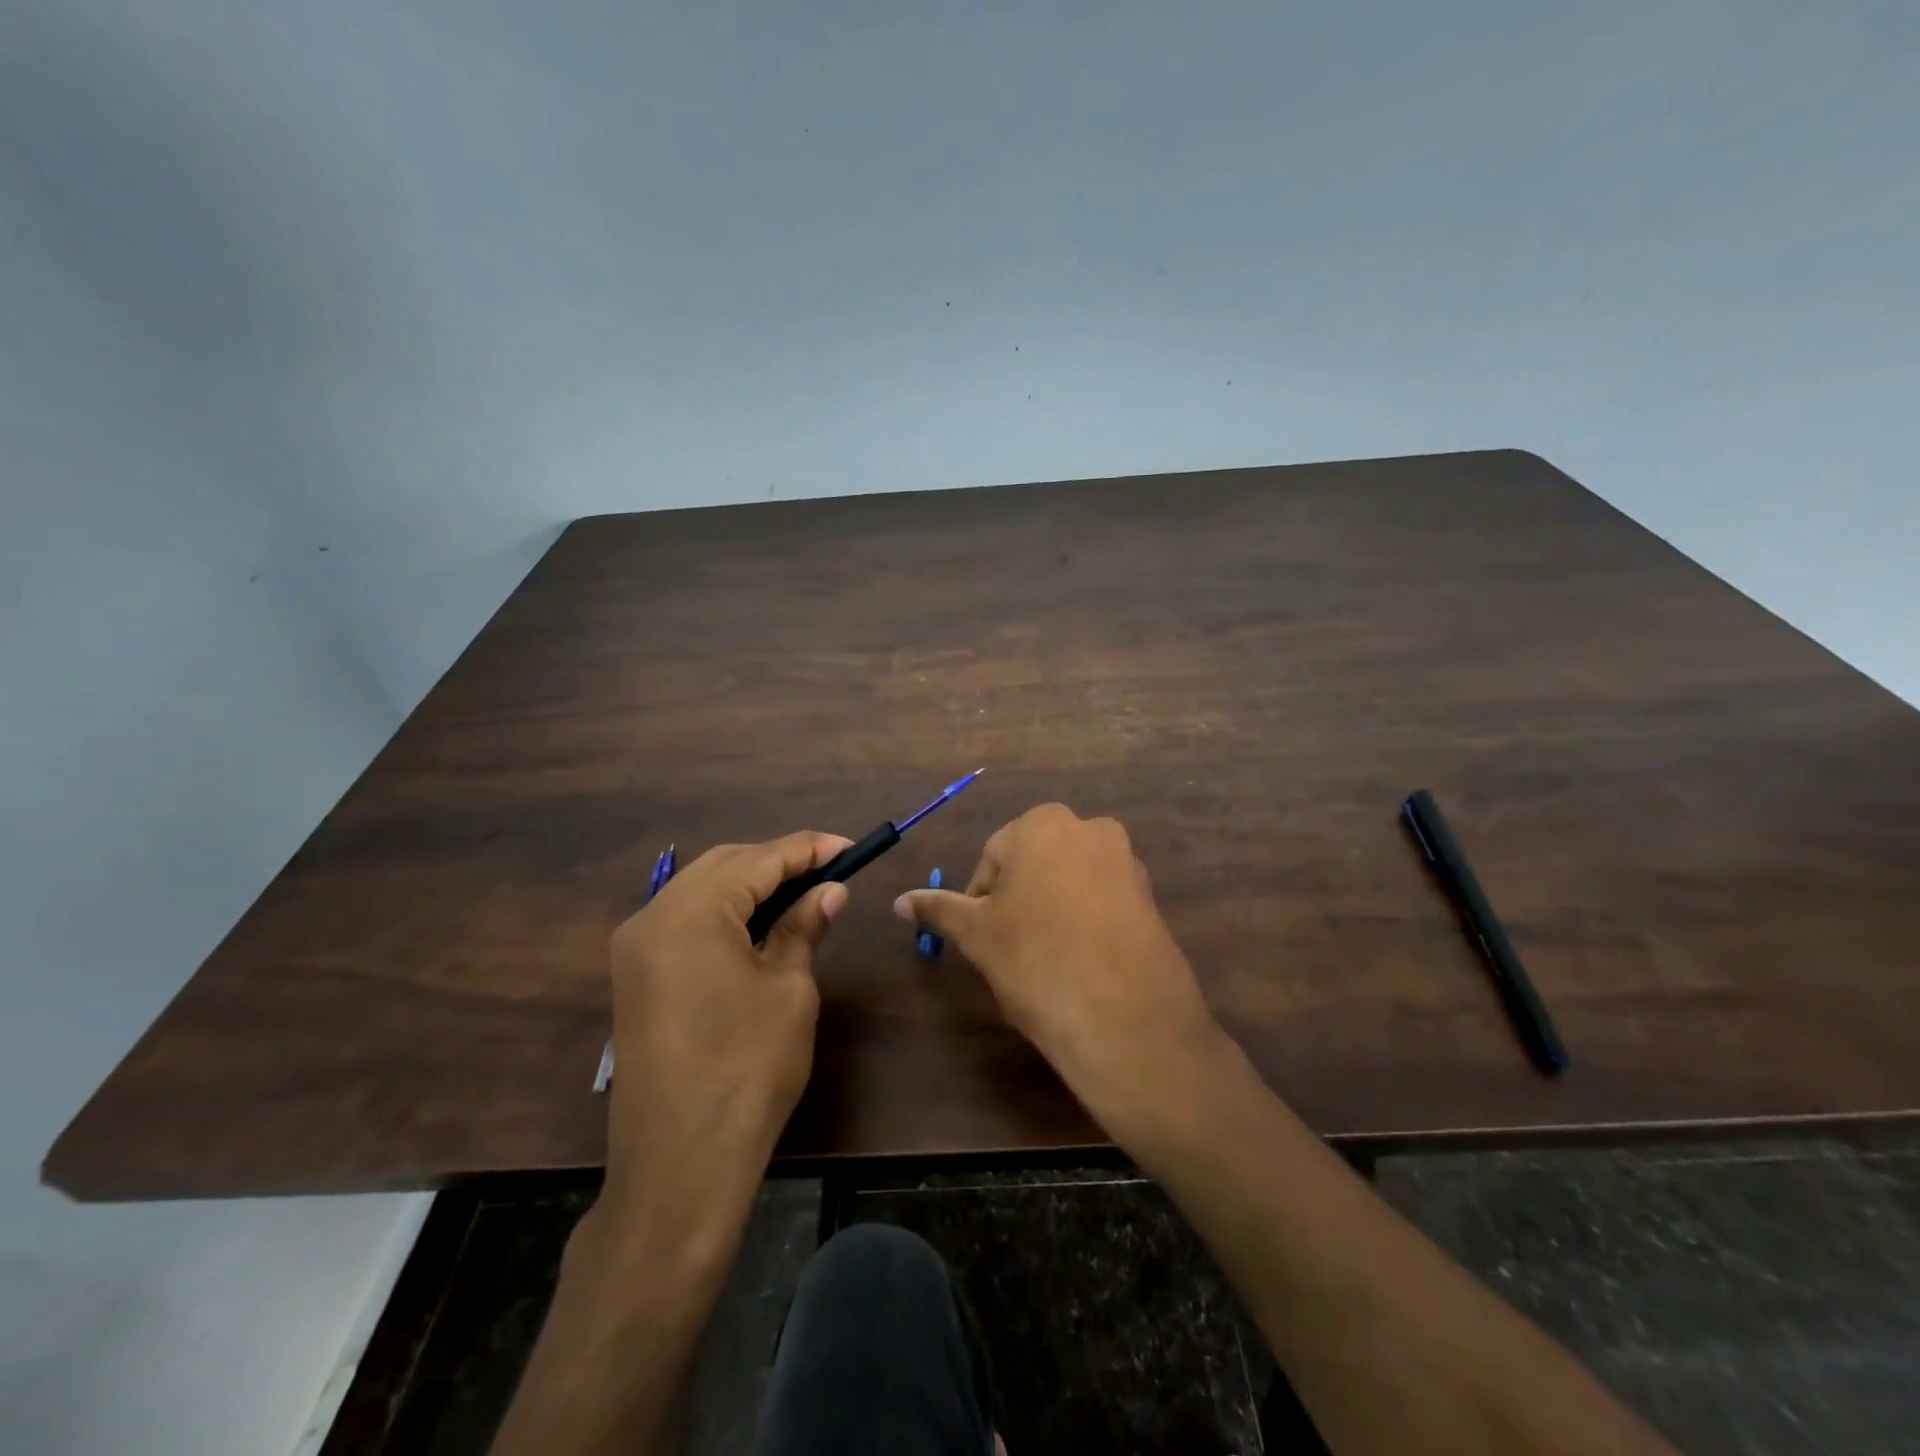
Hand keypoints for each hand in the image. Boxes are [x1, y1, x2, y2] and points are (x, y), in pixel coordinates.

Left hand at [603, 832, 850, 1204]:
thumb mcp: (788, 989)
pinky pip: (685, 920)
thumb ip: (804, 927)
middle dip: (778, 861)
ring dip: (751, 884)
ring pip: (701, 889)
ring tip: (802, 891)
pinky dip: (725, 911)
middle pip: (724, 865)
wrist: (681, 1162)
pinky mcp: (636, 975)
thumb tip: (830, 889)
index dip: (809, 848)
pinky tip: (760, 923)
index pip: (759, 860)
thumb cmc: (747, 1068)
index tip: (850, 847)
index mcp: (690, 913)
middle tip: (829, 870)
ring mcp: (636, 947)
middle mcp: (653, 916)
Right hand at [893, 803, 1223, 1139]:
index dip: (981, 900)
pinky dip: (1087, 923)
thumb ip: (939, 909)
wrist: (1125, 1018)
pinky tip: (1082, 963)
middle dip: (1018, 900)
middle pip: (1034, 864)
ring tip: (1047, 960)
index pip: (993, 858)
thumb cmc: (1035, 960)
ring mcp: (1127, 861)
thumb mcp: (978, 935)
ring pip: (1069, 882)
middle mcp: (1090, 828)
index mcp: (1042, 824)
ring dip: (1052, 910)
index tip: (983, 939)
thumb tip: (900, 900)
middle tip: (1011, 949)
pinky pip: (1103, 902)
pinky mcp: (1151, 897)